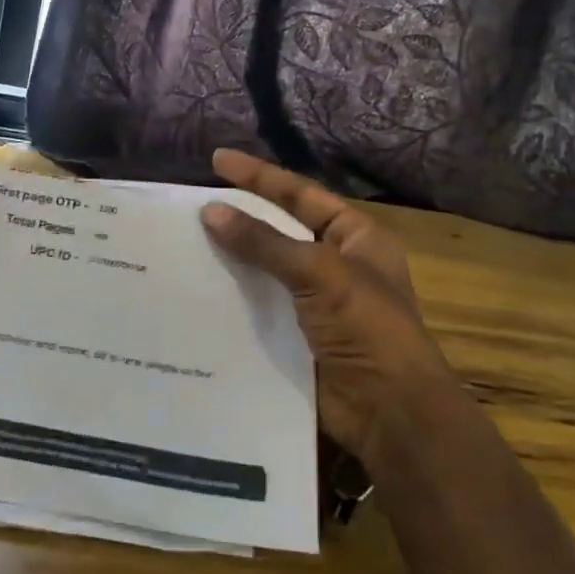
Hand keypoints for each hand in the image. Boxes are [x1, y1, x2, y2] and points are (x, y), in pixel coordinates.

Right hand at [201, 148, 453, 464]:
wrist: (389, 412)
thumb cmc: (367, 327)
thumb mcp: (319, 272)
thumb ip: (264, 242)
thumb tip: (211, 211)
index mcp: (355, 237)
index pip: (300, 194)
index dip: (259, 176)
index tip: (216, 161)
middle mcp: (335, 263)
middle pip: (279, 229)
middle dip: (241, 216)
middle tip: (193, 204)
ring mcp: (314, 301)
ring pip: (264, 268)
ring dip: (231, 257)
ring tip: (184, 241)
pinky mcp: (295, 334)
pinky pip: (257, 304)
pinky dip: (231, 296)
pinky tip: (196, 288)